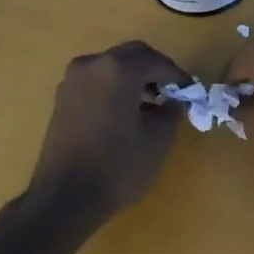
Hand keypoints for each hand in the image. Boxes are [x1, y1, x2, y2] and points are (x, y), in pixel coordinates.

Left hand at [29, 42, 191, 214]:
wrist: (65, 198)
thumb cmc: (118, 167)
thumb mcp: (158, 139)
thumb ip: (171, 111)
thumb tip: (175, 101)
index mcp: (118, 70)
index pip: (157, 61)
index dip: (178, 76)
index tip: (191, 92)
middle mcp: (92, 65)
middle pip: (132, 55)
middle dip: (155, 70)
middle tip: (173, 93)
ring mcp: (73, 80)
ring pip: (113, 66)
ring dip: (135, 78)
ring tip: (152, 105)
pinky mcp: (62, 98)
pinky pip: (97, 81)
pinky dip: (115, 88)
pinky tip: (127, 113)